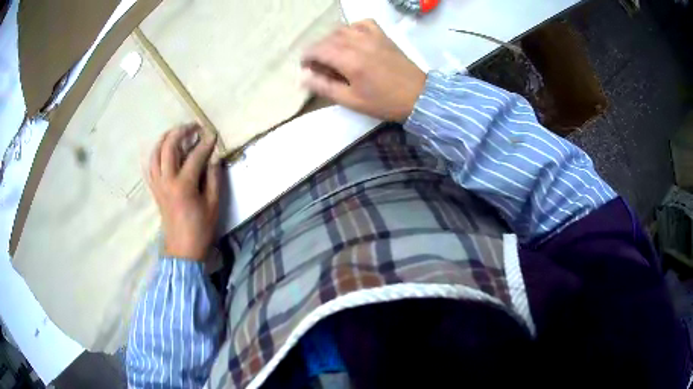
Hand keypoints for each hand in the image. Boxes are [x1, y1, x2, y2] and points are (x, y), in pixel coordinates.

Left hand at [147, 124, 220, 260]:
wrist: (182, 250)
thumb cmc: (200, 229)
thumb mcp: (213, 205)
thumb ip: (213, 178)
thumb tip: (213, 159)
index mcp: (183, 185)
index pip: (195, 155)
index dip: (206, 143)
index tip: (213, 134)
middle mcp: (167, 180)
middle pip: (169, 146)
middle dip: (181, 131)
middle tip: (193, 127)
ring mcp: (158, 185)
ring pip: (155, 153)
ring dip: (165, 139)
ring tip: (176, 133)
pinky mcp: (154, 190)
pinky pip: (149, 167)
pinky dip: (154, 154)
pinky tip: (161, 150)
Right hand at [301, 19, 425, 122]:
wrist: (418, 96)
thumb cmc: (384, 102)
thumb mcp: (351, 101)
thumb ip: (325, 87)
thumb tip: (302, 77)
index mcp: (349, 60)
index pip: (317, 50)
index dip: (307, 57)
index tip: (305, 67)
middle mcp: (358, 42)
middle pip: (328, 38)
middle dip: (318, 49)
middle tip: (319, 65)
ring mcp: (372, 36)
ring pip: (343, 29)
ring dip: (332, 39)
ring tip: (333, 53)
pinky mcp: (383, 36)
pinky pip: (362, 23)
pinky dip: (352, 28)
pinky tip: (353, 38)